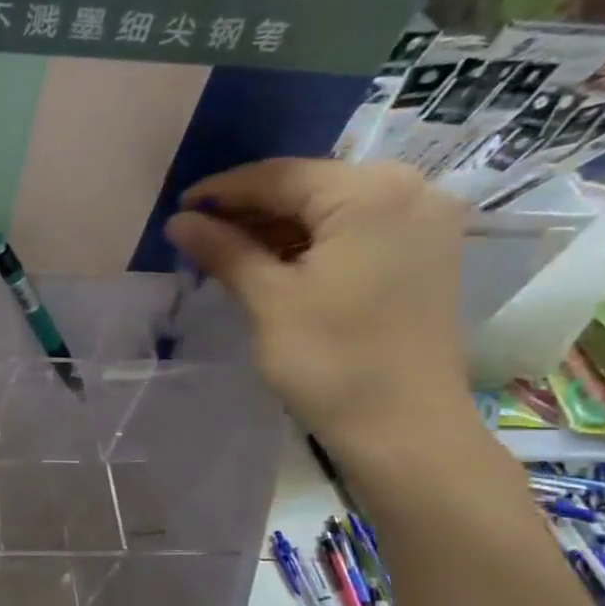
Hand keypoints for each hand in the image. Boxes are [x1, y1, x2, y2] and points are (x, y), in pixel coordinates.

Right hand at [165, 158, 473, 458]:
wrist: (405, 430)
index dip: (222, 191)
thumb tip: (178, 221)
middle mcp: (410, 190)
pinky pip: (357, 231)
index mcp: (371, 192)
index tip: (179, 209)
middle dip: (251, 209)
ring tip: (228, 251)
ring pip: (333, 210)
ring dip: (279, 228)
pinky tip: (274, 263)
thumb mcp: (268, 299)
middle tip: (199, 234)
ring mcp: (425, 223)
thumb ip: (224, 250)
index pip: (280, 175)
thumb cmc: (331, 361)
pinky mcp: (426, 254)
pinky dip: (312, 243)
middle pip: (310, 187)